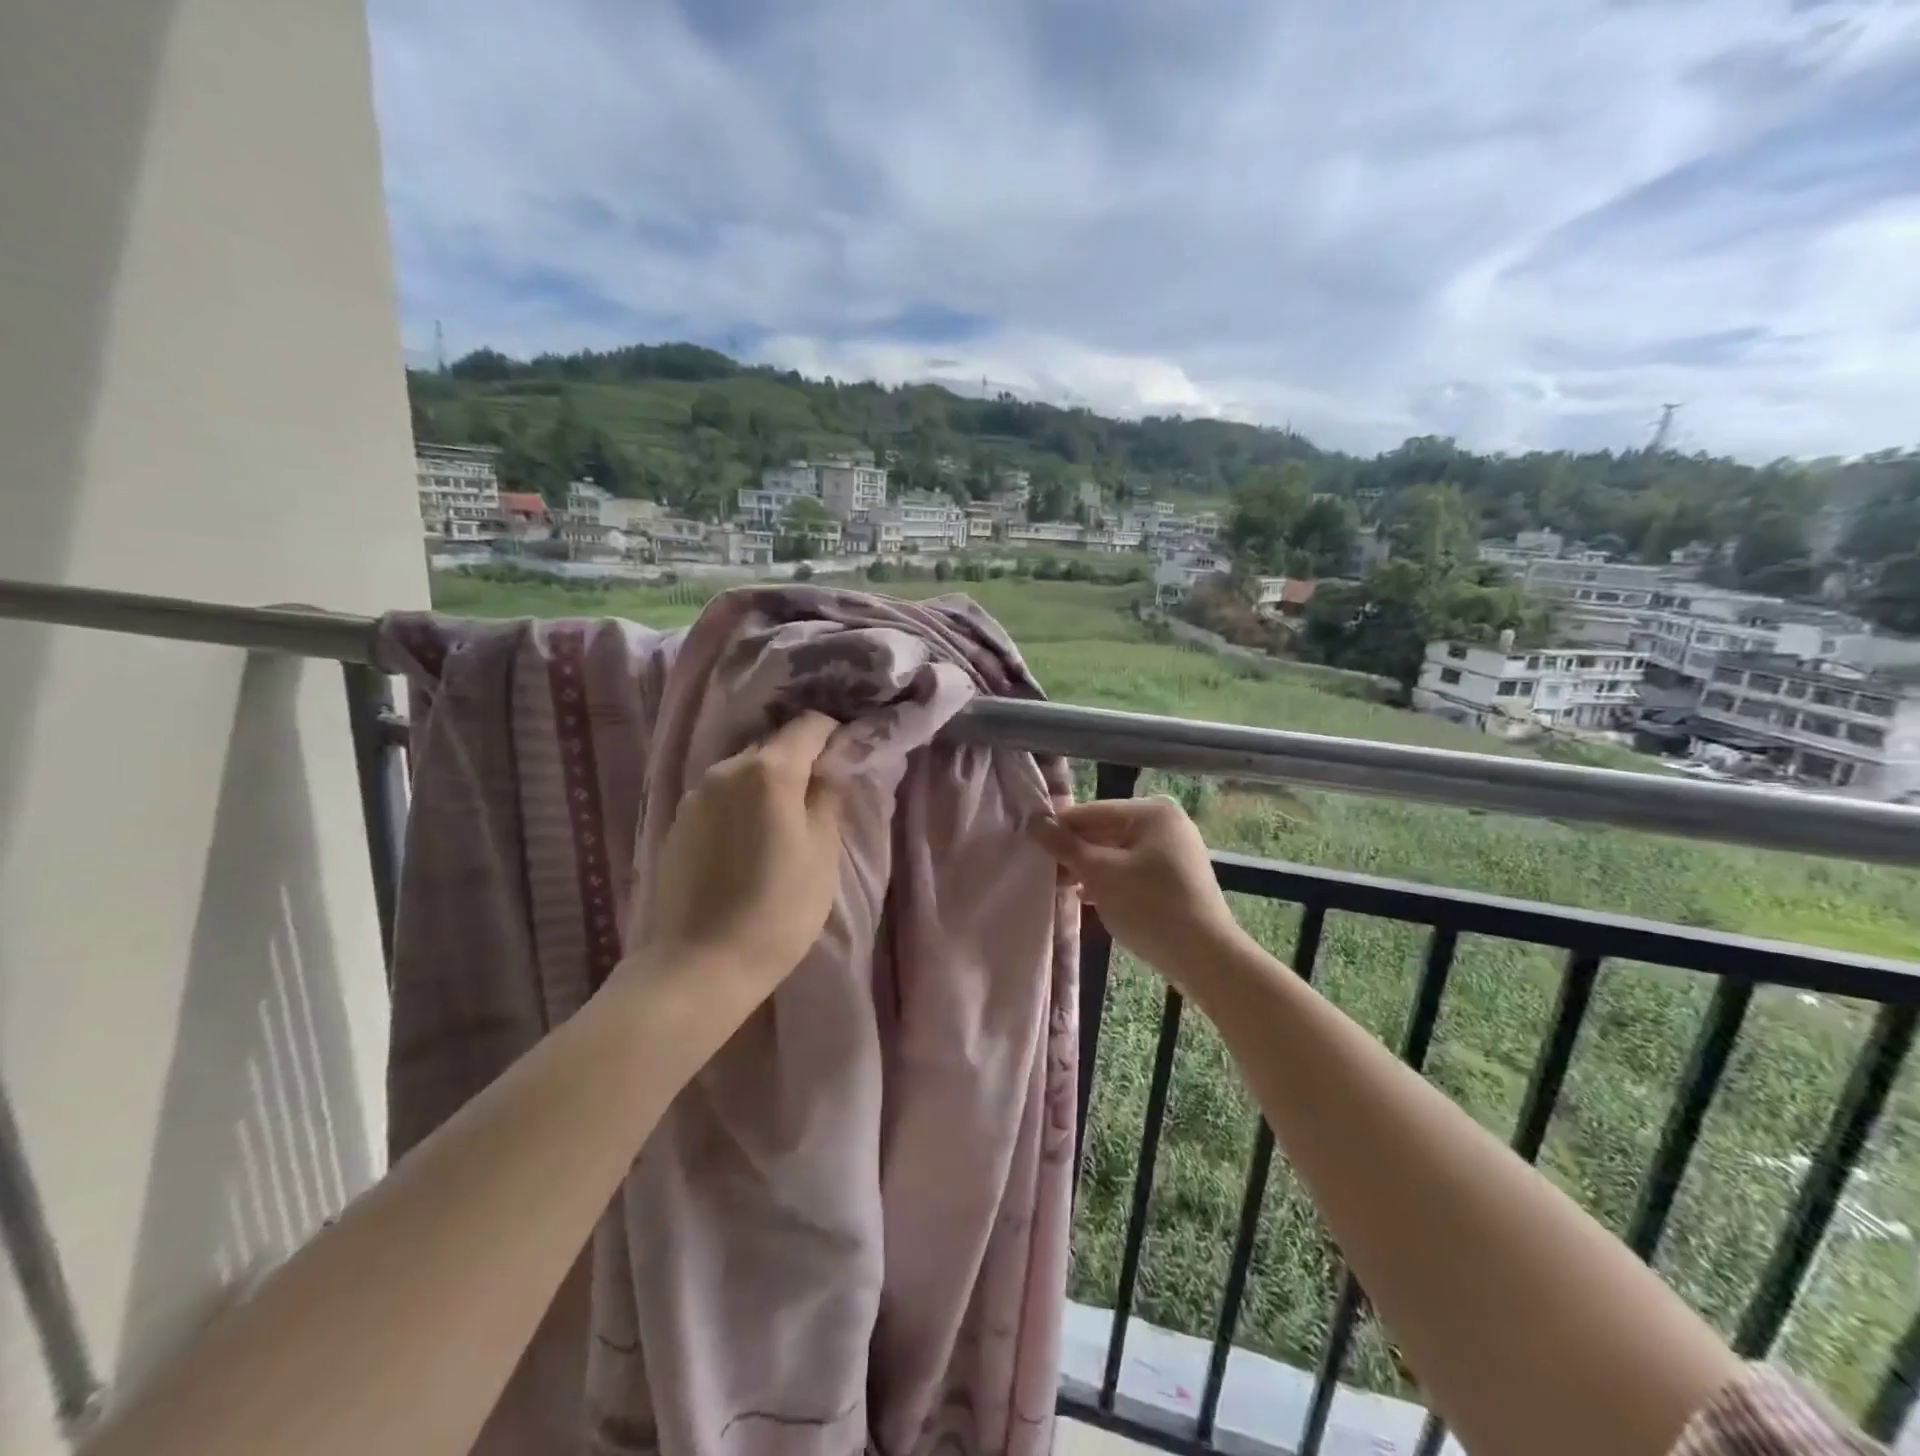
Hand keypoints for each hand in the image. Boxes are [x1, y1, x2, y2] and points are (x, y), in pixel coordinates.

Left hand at [620, 711, 844, 1011]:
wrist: (698, 966)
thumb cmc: (777, 910)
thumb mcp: (821, 854)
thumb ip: (828, 798)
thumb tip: (831, 767)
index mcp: (768, 770)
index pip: (809, 725)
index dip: (834, 735)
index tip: (849, 760)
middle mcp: (726, 768)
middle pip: (774, 746)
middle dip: (801, 761)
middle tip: (822, 798)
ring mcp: (696, 794)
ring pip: (745, 771)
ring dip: (770, 784)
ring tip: (785, 825)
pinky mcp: (678, 821)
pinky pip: (721, 796)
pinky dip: (743, 805)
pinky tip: (750, 844)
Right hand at [1028, 796, 1246, 984]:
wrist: (1205, 957)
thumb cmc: (1149, 906)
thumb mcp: (1099, 874)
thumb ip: (1064, 845)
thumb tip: (1033, 821)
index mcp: (1151, 811)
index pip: (1091, 812)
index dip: (1058, 830)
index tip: (1030, 849)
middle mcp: (1166, 823)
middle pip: (1105, 831)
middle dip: (1075, 853)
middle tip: (1044, 874)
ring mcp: (1175, 850)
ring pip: (1117, 853)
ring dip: (1089, 870)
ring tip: (1061, 889)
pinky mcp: (1177, 877)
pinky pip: (1133, 869)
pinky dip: (1110, 881)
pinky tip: (1088, 899)